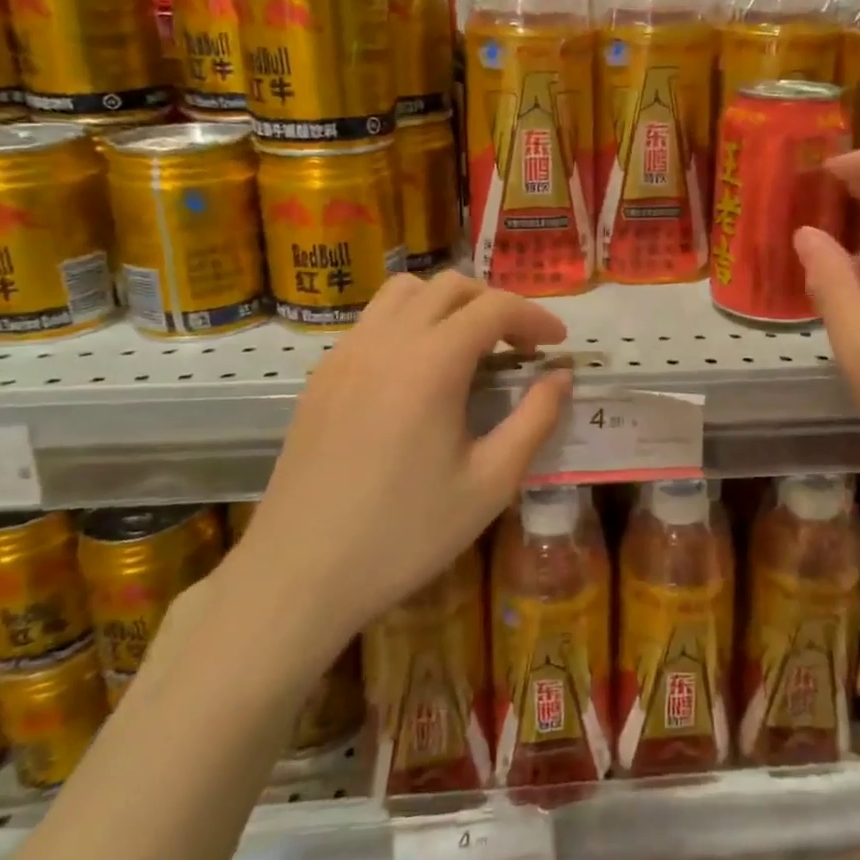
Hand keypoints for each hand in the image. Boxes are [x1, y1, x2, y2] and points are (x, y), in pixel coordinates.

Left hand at [230, 272, 571, 659]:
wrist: (298, 574)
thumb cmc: (404, 534)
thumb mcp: (490, 484)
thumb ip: (535, 420)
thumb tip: (560, 377)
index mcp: (431, 363)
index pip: (494, 307)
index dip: (535, 317)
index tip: (558, 344)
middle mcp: (387, 340)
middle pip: (450, 286)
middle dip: (494, 303)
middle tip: (518, 345)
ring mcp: (347, 353)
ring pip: (404, 292)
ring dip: (447, 304)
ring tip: (468, 346)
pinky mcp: (322, 374)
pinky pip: (373, 320)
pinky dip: (409, 322)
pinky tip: (418, 372)